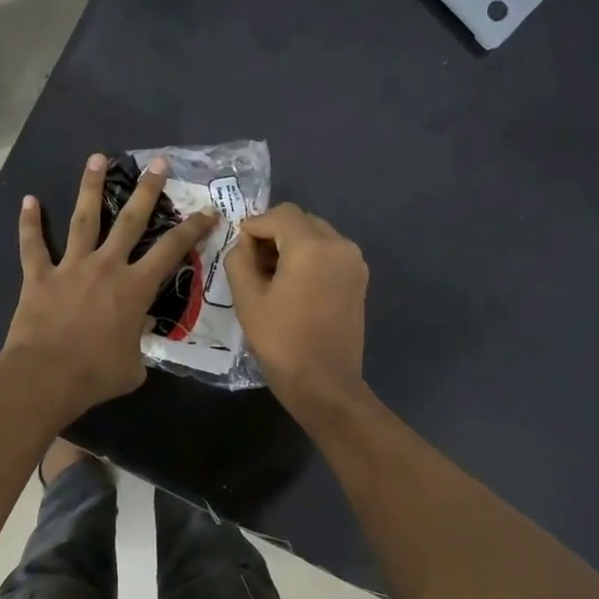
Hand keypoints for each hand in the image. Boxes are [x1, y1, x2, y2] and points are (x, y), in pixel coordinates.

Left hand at [2, 153, 218, 418]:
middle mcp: (106, 267)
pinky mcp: (39, 276)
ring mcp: (71, 267)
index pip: (172, 251)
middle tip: (158, 163)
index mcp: (135, 288)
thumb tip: (138, 334)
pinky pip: (33, 245)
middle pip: (130, 220)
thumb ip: (140, 344)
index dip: (193, 228)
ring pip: (84, 219)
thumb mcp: (135, 365)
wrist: (46, 376)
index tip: (208, 210)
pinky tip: (28, 200)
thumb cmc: (96, 375)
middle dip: (147, 190)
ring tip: (97, 158)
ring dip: (91, 187)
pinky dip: (29, 223)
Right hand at [226, 204, 370, 419]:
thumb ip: (240, 260)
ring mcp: (354, 262)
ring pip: (317, 236)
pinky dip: (310, 259)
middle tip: (252, 263)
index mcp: (312, 246)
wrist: (324, 383)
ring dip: (292, 246)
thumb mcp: (247, 299)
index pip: (280, 214)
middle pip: (301, 221)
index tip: (239, 250)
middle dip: (274, 234)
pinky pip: (330, 254)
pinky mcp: (359, 280)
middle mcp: (340, 245)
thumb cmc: (281, 342)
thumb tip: (244, 243)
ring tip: (271, 276)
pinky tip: (293, 286)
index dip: (255, 226)